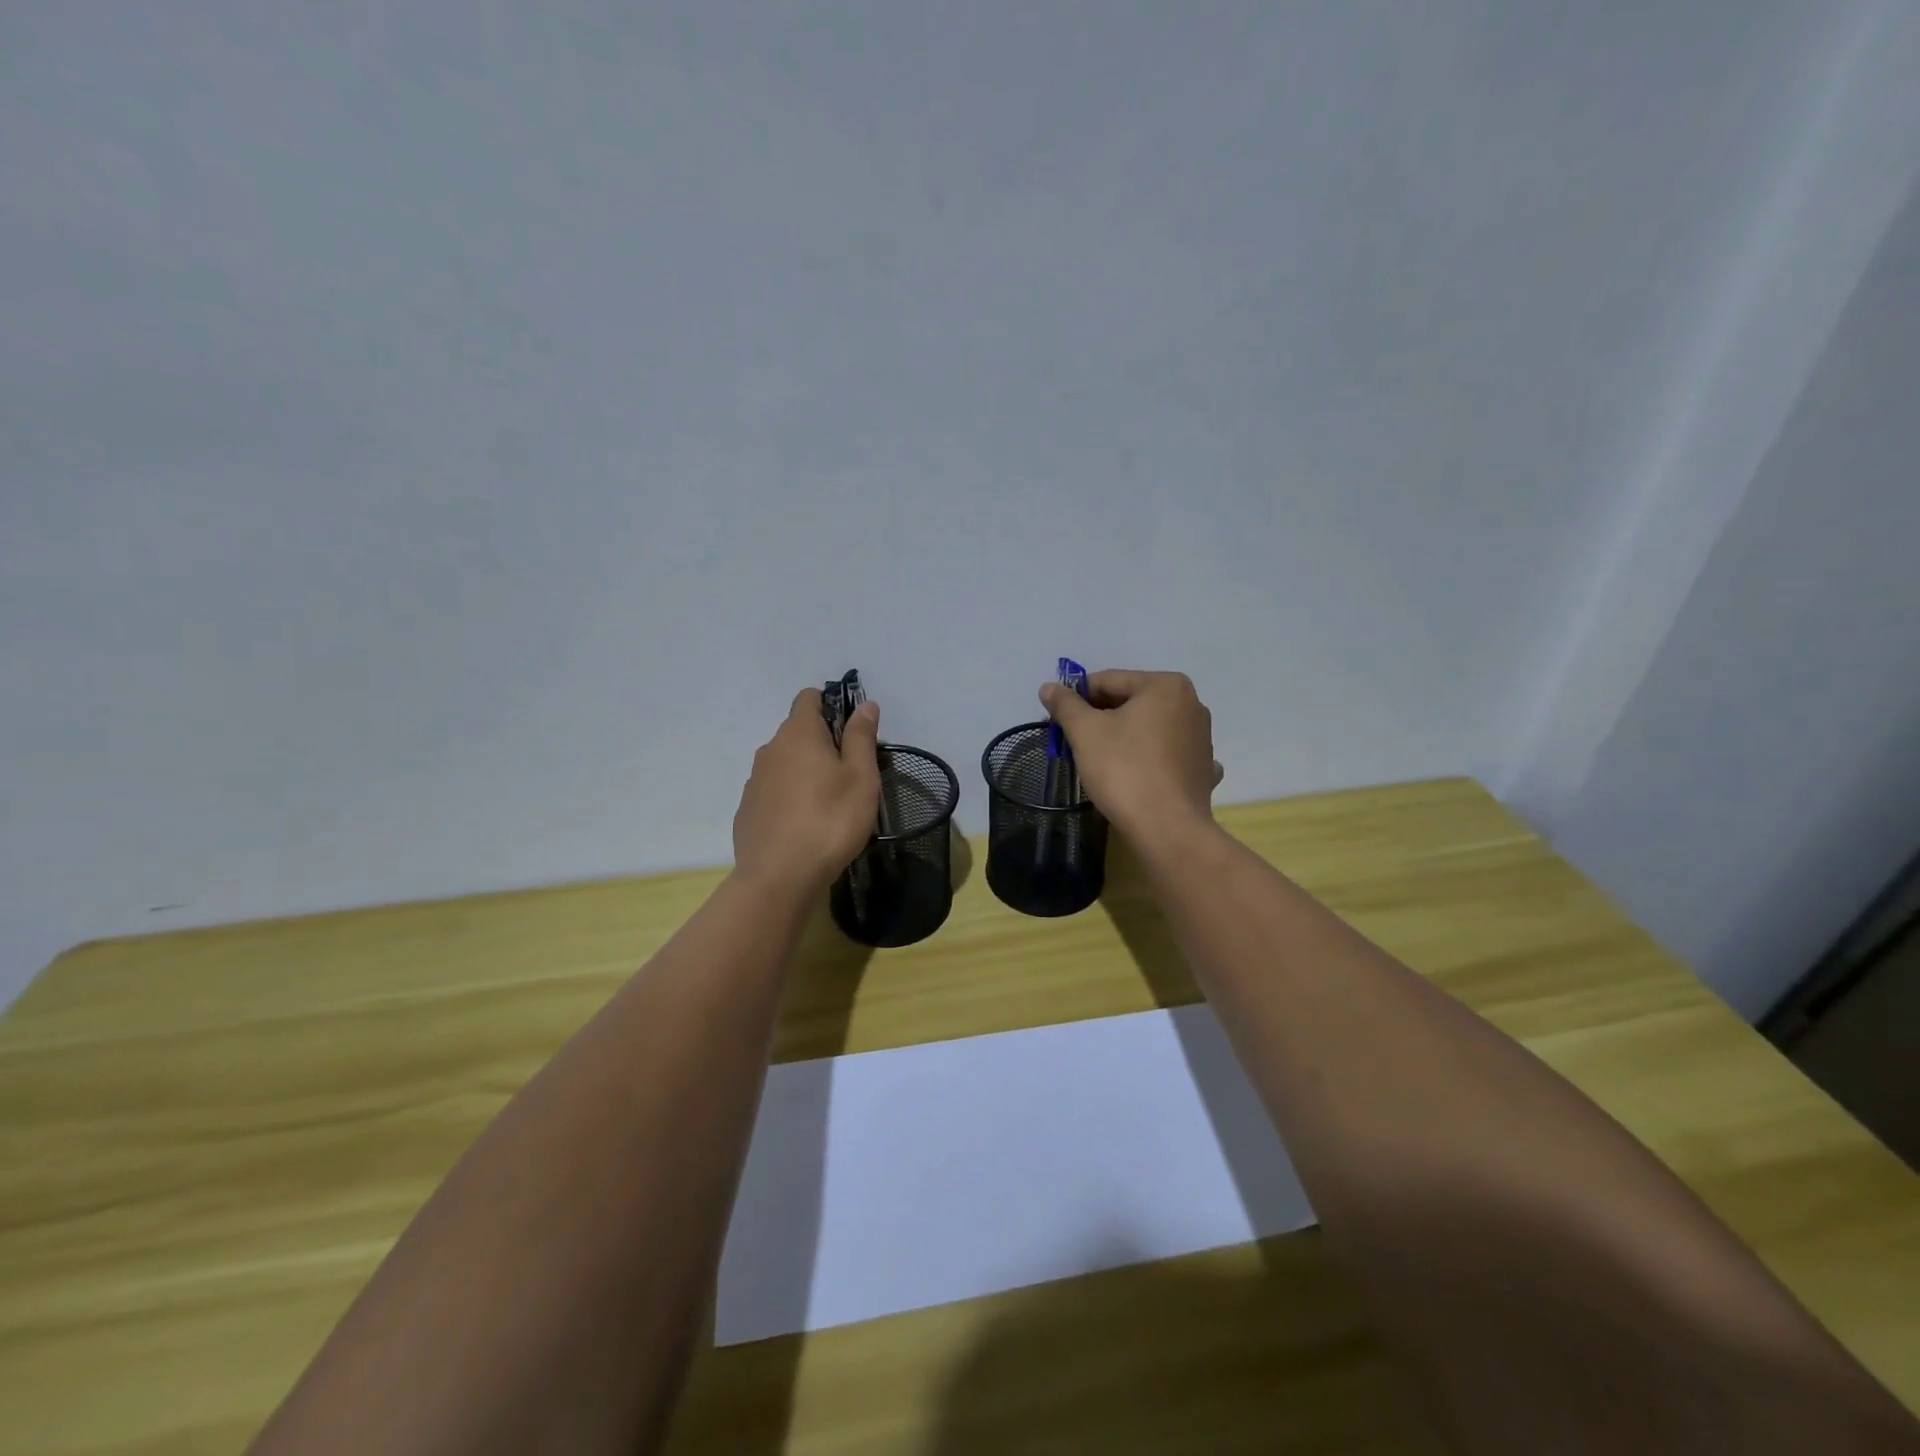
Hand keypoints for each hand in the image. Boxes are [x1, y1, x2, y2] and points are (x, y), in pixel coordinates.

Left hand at [733, 688, 883, 896]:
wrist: (780, 877)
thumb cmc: (830, 820)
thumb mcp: (860, 777)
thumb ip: (861, 737)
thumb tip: (864, 705)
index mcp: (799, 734)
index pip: (809, 698)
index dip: (831, 704)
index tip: (852, 730)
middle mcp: (770, 749)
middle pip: (798, 732)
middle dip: (823, 743)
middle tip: (851, 774)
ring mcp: (754, 780)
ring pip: (785, 763)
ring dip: (805, 772)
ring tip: (830, 803)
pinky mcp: (747, 810)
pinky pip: (773, 791)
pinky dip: (789, 797)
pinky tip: (805, 824)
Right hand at [1038, 669, 1223, 845]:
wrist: (1167, 829)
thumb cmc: (1124, 770)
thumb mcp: (1085, 732)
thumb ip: (1066, 705)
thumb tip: (1049, 687)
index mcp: (1165, 686)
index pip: (1109, 681)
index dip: (1077, 697)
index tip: (1057, 718)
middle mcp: (1191, 704)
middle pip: (1131, 702)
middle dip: (1100, 718)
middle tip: (1073, 741)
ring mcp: (1201, 738)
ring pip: (1149, 728)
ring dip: (1123, 737)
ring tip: (1099, 760)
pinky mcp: (1202, 769)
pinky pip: (1166, 755)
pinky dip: (1148, 759)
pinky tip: (1136, 774)